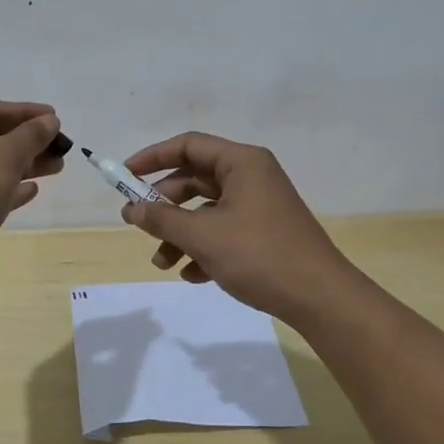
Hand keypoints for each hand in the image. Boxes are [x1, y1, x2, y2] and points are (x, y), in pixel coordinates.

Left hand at [0, 101, 64, 274]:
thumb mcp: (5, 156)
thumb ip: (31, 135)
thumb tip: (49, 120)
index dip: (26, 112)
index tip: (56, 118)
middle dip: (28, 142)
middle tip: (61, 147)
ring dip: (23, 165)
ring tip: (57, 167)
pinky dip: (6, 188)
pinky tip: (31, 191)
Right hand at [117, 131, 356, 324]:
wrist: (320, 298)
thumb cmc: (259, 255)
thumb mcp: (203, 237)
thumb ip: (162, 220)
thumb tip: (131, 210)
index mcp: (242, 162)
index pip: (188, 145)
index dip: (152, 157)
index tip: (124, 176)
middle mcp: (252, 176)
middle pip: (195, 179)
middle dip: (164, 205)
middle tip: (137, 224)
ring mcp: (260, 205)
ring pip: (207, 210)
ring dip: (181, 234)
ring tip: (162, 263)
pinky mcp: (265, 233)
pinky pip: (224, 231)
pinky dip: (204, 248)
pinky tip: (192, 275)